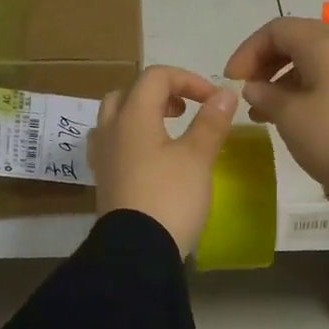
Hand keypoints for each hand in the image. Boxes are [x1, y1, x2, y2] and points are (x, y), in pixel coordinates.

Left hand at [90, 66, 238, 256]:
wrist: (138, 250)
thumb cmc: (170, 197)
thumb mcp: (198, 157)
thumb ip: (211, 122)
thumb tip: (226, 92)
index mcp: (132, 117)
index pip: (156, 77)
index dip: (188, 79)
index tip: (214, 101)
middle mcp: (110, 130)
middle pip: (128, 94)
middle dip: (160, 94)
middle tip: (185, 110)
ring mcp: (103, 157)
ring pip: (116, 119)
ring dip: (142, 116)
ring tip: (168, 132)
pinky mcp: (104, 181)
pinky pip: (114, 146)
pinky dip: (134, 140)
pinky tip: (153, 159)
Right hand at [225, 17, 328, 216]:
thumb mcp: (290, 117)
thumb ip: (265, 95)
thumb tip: (254, 87)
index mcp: (324, 44)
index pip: (276, 30)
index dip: (248, 51)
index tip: (231, 80)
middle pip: (296, 41)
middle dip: (264, 64)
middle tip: (246, 92)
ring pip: (311, 63)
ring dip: (281, 82)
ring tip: (261, 114)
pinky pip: (326, 81)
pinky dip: (302, 92)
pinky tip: (290, 120)